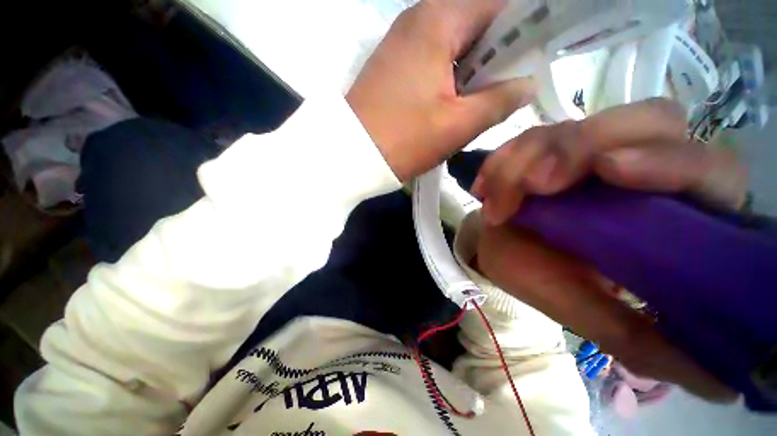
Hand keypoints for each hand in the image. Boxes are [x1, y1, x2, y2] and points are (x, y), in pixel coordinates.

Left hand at [347, 0, 536, 181]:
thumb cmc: (403, 140)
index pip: (498, 3)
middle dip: (499, 53)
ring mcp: (403, 44)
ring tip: (484, 99)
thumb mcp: (456, 125)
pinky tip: (455, 101)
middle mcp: (418, 20)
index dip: (525, 25)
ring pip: (455, 44)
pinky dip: (453, 76)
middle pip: (476, 22)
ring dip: (475, 69)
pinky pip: (435, 60)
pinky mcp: (395, 67)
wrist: (352, 155)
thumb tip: (527, 86)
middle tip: (510, 86)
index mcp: (438, 20)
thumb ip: (499, 101)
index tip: (538, 54)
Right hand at [474, 99, 746, 401]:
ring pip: (575, 127)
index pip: (704, 168)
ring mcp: (587, 151)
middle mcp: (638, 169)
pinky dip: (502, 160)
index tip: (610, 170)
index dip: (669, 161)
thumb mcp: (592, 315)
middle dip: (581, 148)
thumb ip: (645, 343)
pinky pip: (529, 138)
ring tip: (493, 199)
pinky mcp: (548, 147)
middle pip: (645, 121)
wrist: (500, 250)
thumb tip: (719, 388)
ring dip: (526, 159)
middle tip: (534, 184)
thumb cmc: (544, 280)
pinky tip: (483, 188)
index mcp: (671, 214)